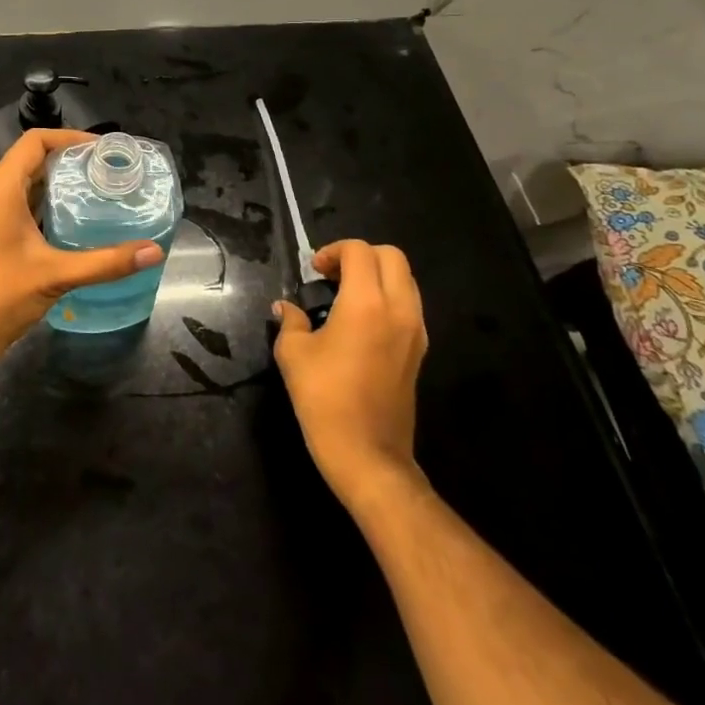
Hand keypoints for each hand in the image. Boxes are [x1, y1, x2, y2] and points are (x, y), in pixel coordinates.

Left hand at [0, 129, 163, 372]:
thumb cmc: (0, 296)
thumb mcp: (56, 275)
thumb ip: (106, 262)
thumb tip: (154, 251)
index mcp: (1, 189)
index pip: (35, 141)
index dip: (70, 137)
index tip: (104, 150)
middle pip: (33, 157)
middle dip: (71, 157)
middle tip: (109, 169)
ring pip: (29, 180)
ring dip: (61, 179)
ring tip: (100, 187)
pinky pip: (25, 200)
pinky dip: (50, 200)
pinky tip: (78, 216)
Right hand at [272, 239, 427, 511]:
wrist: (368, 454)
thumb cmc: (324, 398)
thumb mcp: (293, 353)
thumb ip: (290, 321)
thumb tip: (285, 308)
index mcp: (366, 303)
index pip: (358, 251)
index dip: (332, 251)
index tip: (313, 271)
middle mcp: (398, 309)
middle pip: (391, 256)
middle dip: (360, 255)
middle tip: (332, 275)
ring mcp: (415, 331)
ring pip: (405, 280)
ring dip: (377, 276)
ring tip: (345, 296)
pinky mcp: (419, 351)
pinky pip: (409, 306)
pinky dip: (388, 298)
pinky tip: (360, 321)